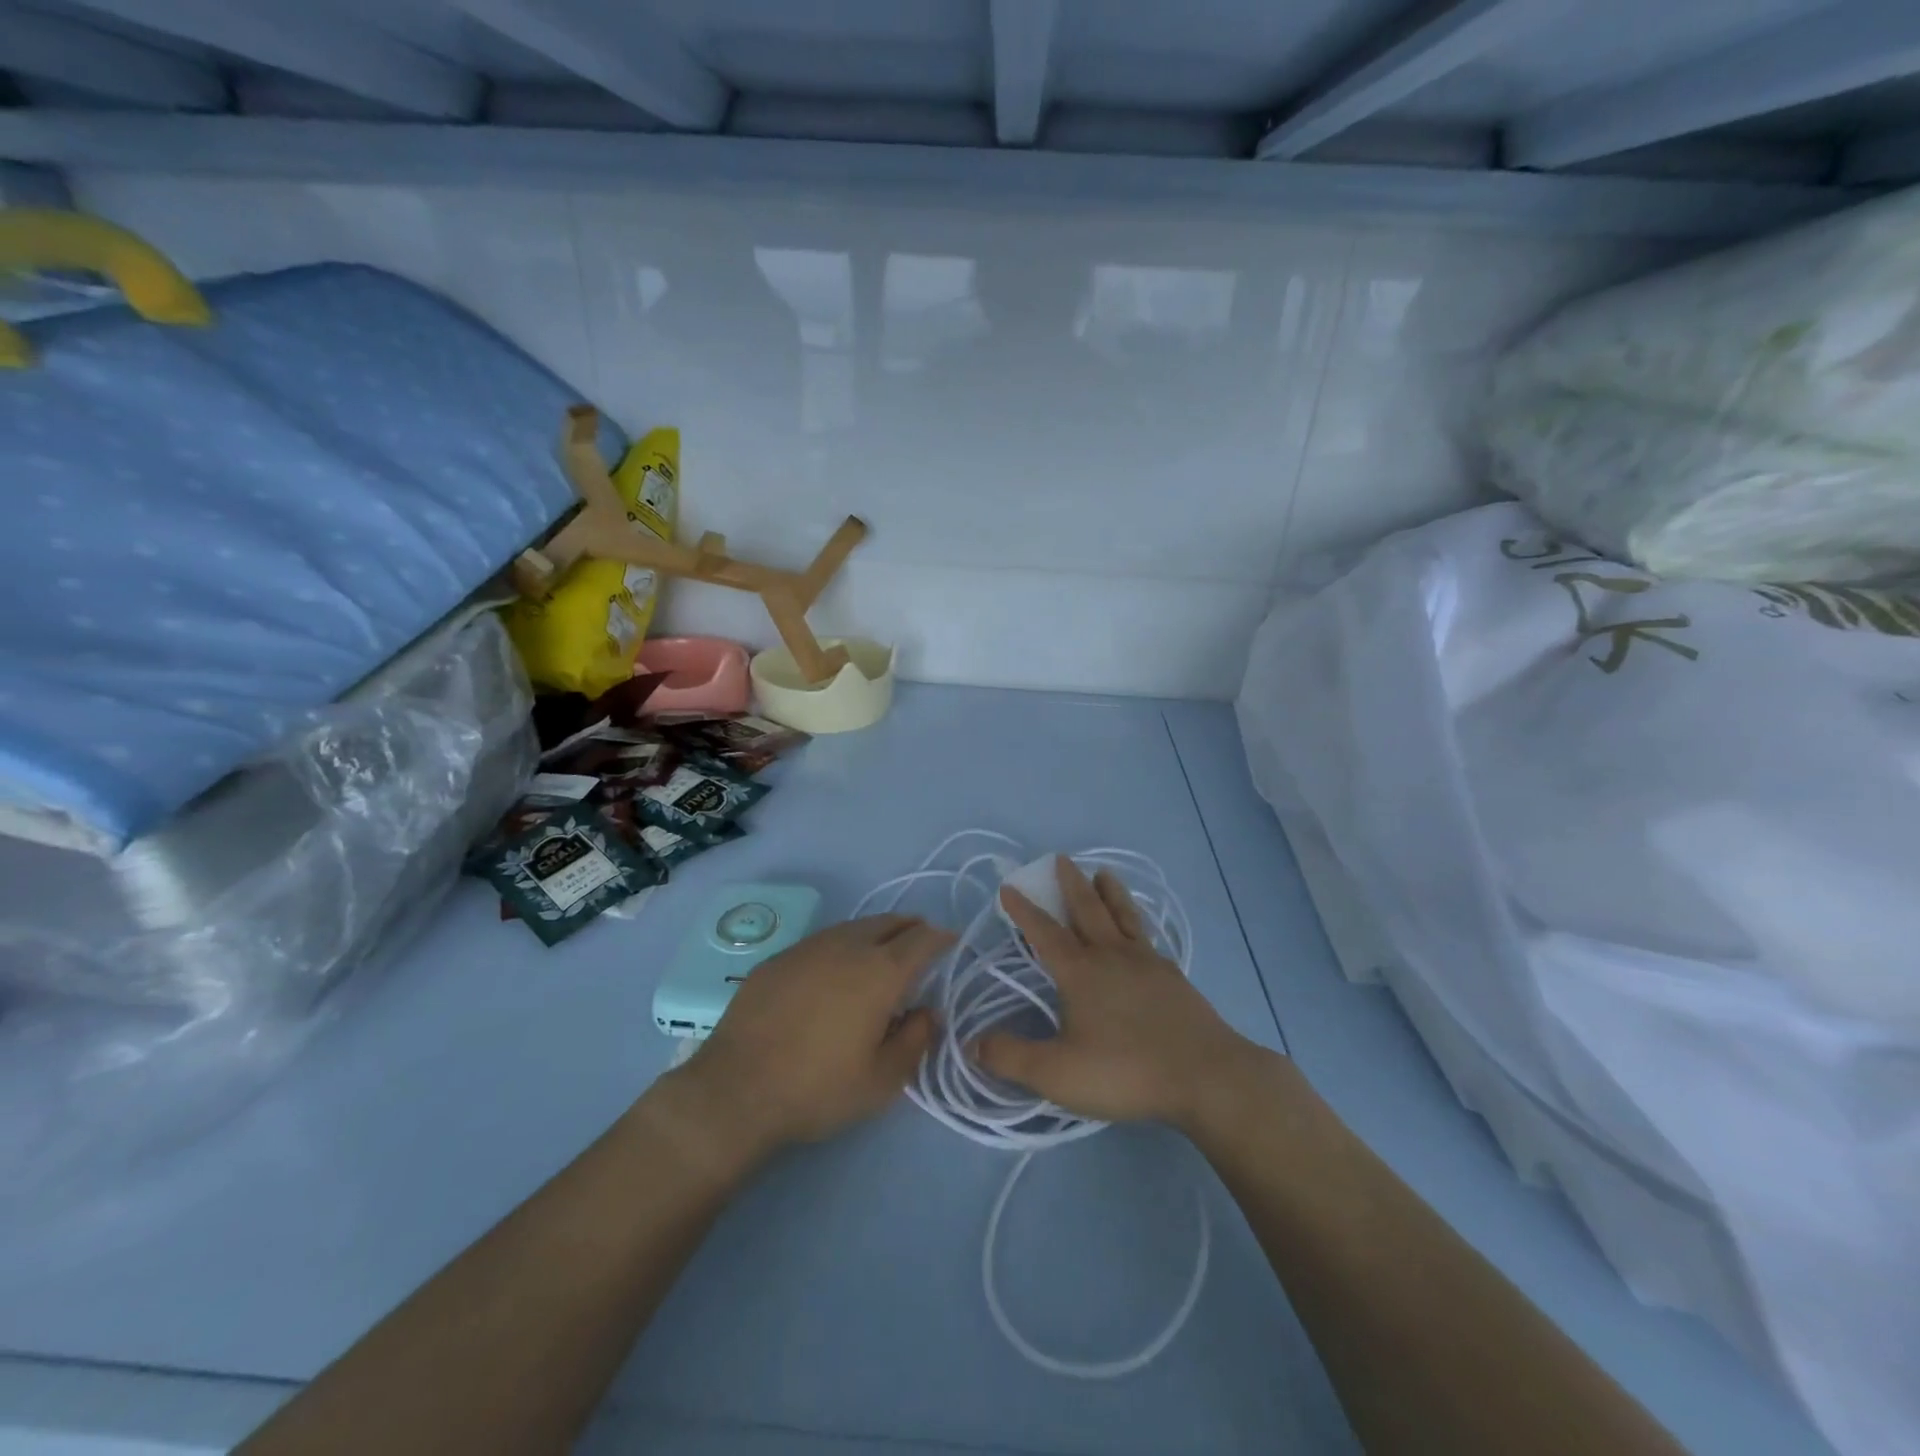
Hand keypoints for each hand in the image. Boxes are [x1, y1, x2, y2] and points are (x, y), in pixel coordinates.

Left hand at [660, 915, 950, 1163]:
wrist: (736, 1088)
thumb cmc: (818, 1088)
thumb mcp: (882, 1081)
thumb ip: (915, 1041)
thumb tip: (927, 1013)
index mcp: (881, 972)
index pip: (922, 940)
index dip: (941, 938)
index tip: (951, 943)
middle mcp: (848, 946)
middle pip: (890, 922)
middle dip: (911, 928)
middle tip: (921, 942)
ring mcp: (810, 947)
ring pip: (855, 926)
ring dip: (877, 933)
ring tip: (881, 951)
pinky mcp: (780, 957)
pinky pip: (823, 940)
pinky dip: (842, 946)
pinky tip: (835, 969)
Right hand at [976, 857, 1254, 1132]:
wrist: (1206, 1076)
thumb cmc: (1126, 1071)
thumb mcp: (1057, 1073)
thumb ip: (1011, 1057)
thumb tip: (972, 1043)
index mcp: (1080, 972)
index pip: (1044, 932)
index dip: (1024, 910)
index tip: (1009, 887)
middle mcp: (1111, 956)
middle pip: (1087, 910)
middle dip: (1070, 884)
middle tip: (1061, 858)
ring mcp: (1147, 963)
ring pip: (1123, 916)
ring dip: (1109, 892)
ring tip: (1104, 873)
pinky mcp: (1173, 978)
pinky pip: (1148, 937)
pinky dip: (1138, 923)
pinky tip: (1141, 930)